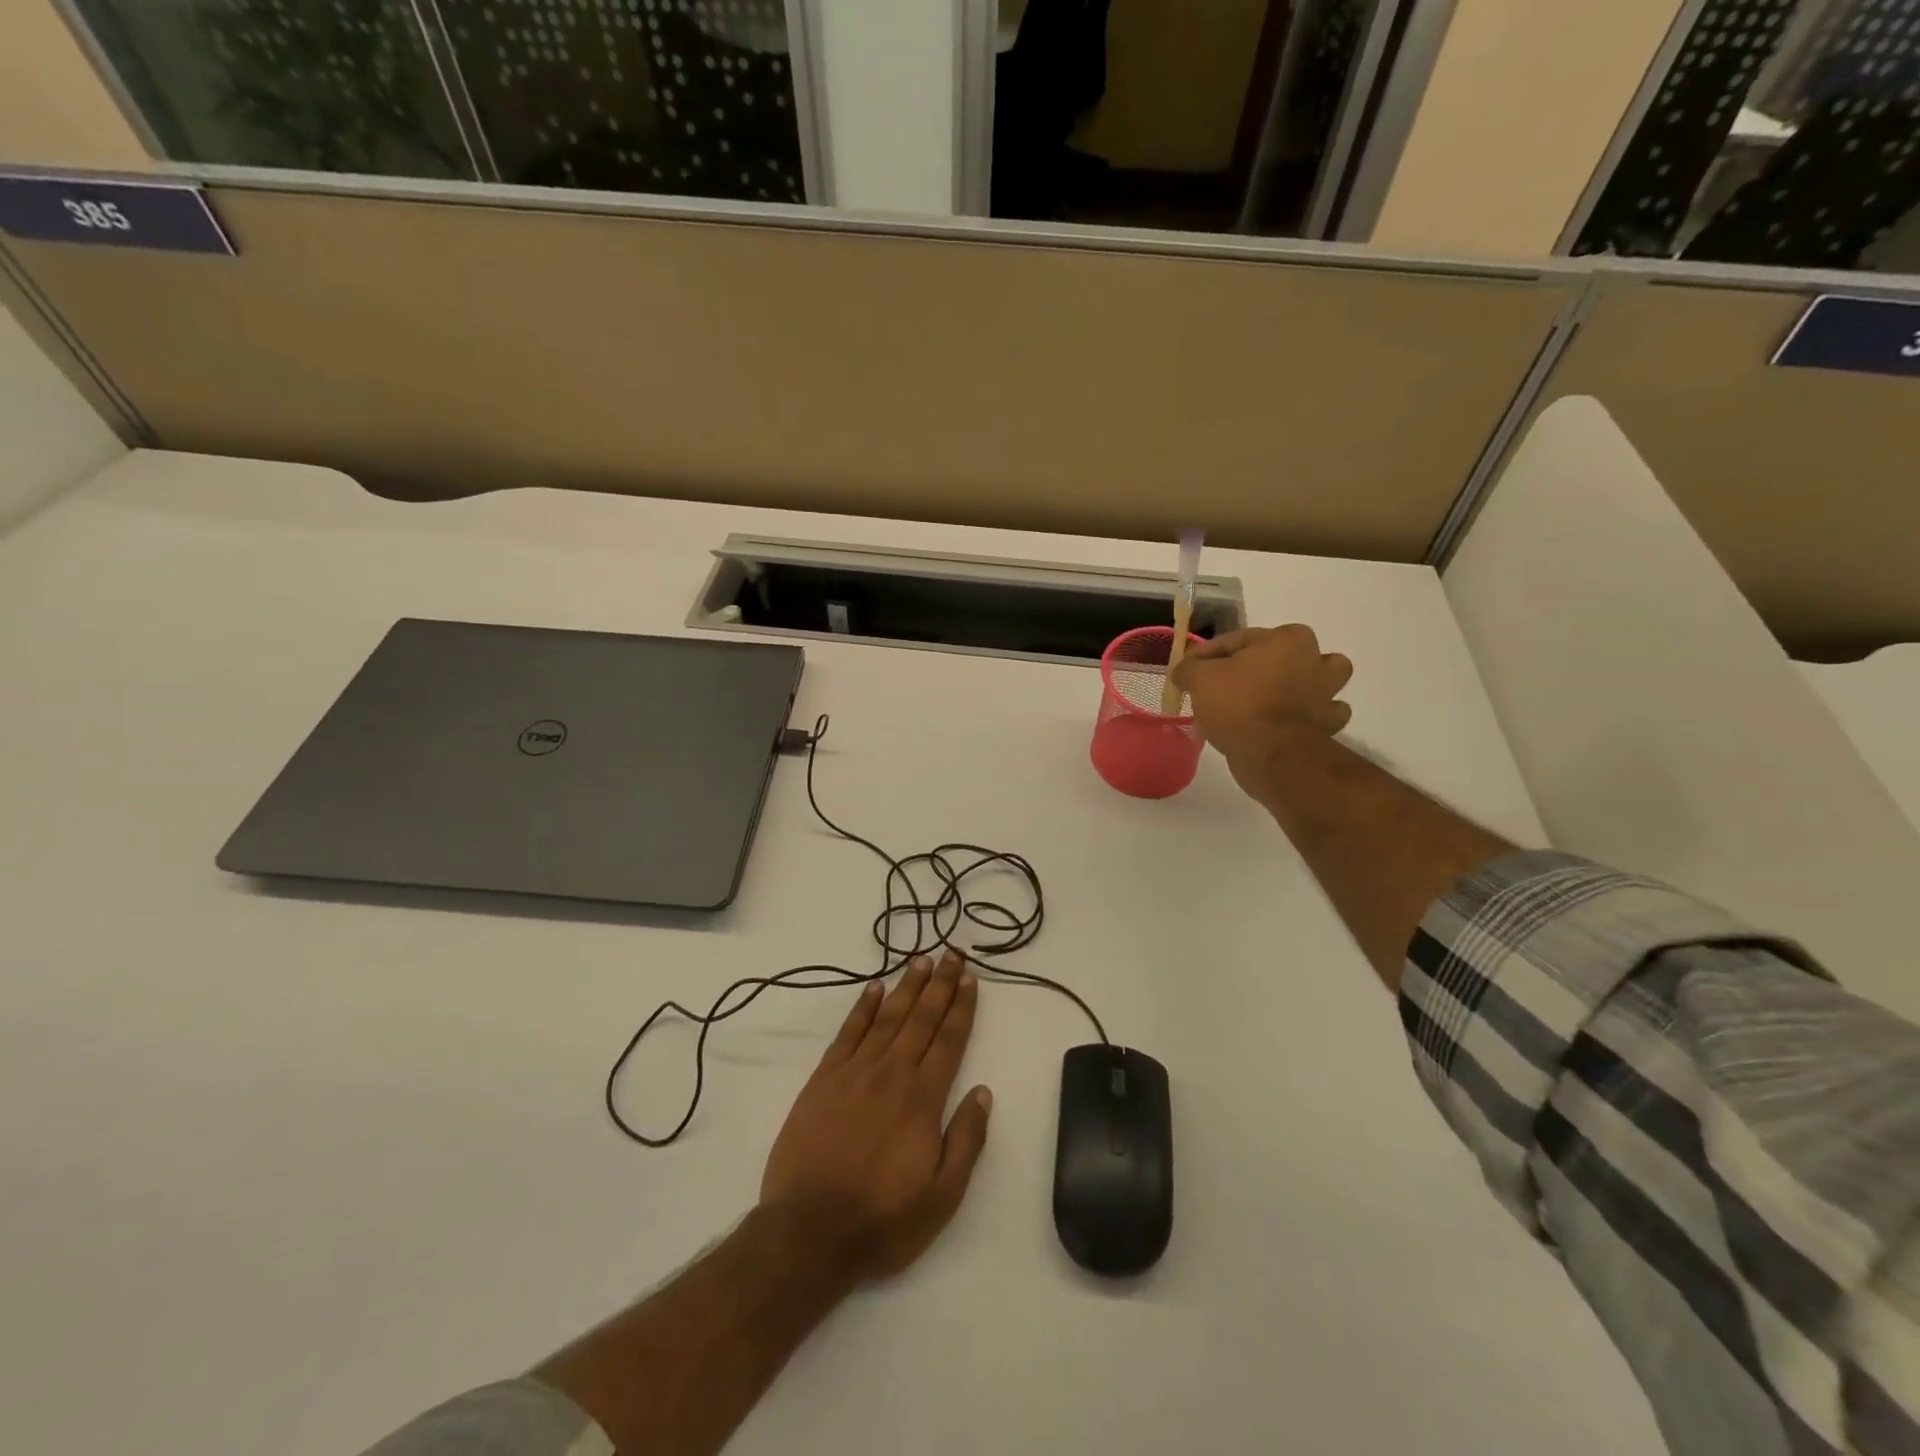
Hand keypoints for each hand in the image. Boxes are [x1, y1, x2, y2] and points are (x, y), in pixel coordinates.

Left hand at [760, 950, 992, 1281]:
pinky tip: (874, 988)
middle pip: (922, 1018)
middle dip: (940, 984)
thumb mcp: (942, 1195)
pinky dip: (862, 1007)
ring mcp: (855, 1072)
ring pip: (888, 1017)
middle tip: (952, 953)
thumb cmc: (882, 1219)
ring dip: (907, 986)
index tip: (969, 977)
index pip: (949, 1040)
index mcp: (923, 1098)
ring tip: (921, 960)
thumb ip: (966, 1140)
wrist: (808, 1231)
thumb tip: (983, 1091)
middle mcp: (892, 1073)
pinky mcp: (824, 1078)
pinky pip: (848, 1032)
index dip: (961, 1006)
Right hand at [1172, 625, 1353, 791]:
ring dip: (1300, 685)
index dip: (1206, 656)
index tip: (1188, 671)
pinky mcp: (1329, 723)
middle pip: (1280, 654)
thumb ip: (1189, 668)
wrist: (1274, 755)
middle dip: (1258, 665)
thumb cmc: (1238, 706)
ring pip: (1316, 680)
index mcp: (1287, 639)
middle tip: (1228, 683)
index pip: (1236, 640)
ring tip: (1271, 698)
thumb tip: (1184, 670)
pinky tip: (1288, 723)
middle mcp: (1315, 658)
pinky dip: (1309, 717)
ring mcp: (1328, 692)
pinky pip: (1321, 714)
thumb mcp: (1199, 680)